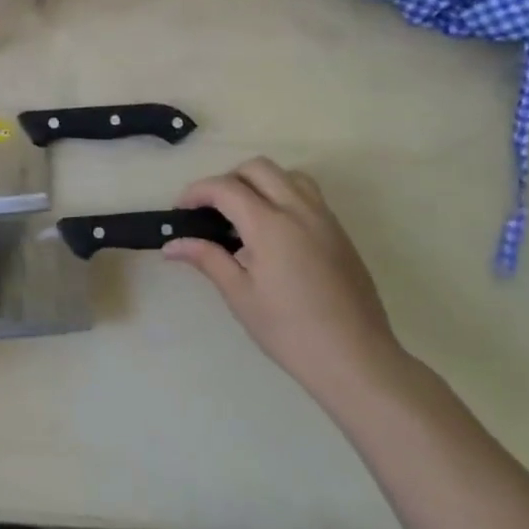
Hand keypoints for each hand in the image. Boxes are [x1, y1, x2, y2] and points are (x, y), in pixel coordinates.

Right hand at [164, 158, 408, 402]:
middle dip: (227, 179)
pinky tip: (274, 234)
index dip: (196, 192)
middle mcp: (299, 211)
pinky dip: (283, 197)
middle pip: (258, 168)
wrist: (357, 360)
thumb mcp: (240, 295)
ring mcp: (325, 220)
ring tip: (244, 215)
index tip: (180, 210)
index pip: (225, 187)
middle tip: (210, 211)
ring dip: (260, 182)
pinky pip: (308, 196)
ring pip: (288, 176)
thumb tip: (171, 244)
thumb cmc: (290, 331)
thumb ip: (207, 259)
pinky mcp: (341, 234)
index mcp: (270, 225)